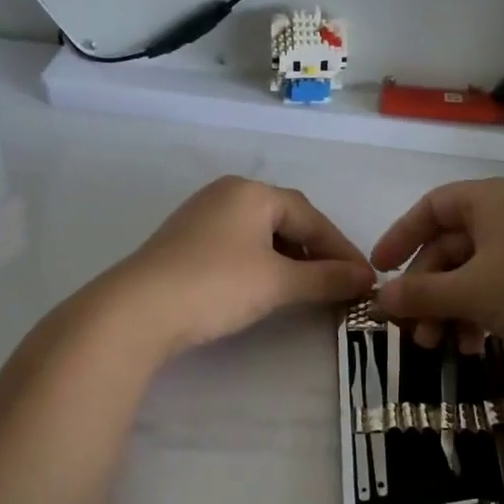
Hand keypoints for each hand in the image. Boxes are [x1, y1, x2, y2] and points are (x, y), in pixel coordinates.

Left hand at [107, 176, 374, 355]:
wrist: (138, 310)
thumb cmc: (217, 285)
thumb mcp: (278, 282)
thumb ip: (325, 278)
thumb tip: (365, 279)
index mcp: (253, 192)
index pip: (311, 217)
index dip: (341, 250)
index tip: (364, 279)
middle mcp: (227, 194)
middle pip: (287, 220)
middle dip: (316, 252)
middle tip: (339, 282)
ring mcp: (202, 216)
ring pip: (261, 234)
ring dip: (290, 260)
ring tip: (308, 288)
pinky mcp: (185, 242)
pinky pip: (238, 246)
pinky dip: (262, 265)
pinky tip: (267, 287)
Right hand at [371, 179, 503, 361]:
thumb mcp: (471, 293)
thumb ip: (420, 293)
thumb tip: (380, 299)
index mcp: (494, 199)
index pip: (433, 207)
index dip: (401, 237)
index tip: (380, 271)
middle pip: (453, 245)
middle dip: (427, 290)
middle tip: (412, 331)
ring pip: (476, 271)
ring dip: (451, 308)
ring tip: (440, 346)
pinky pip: (502, 284)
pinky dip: (481, 311)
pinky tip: (473, 345)